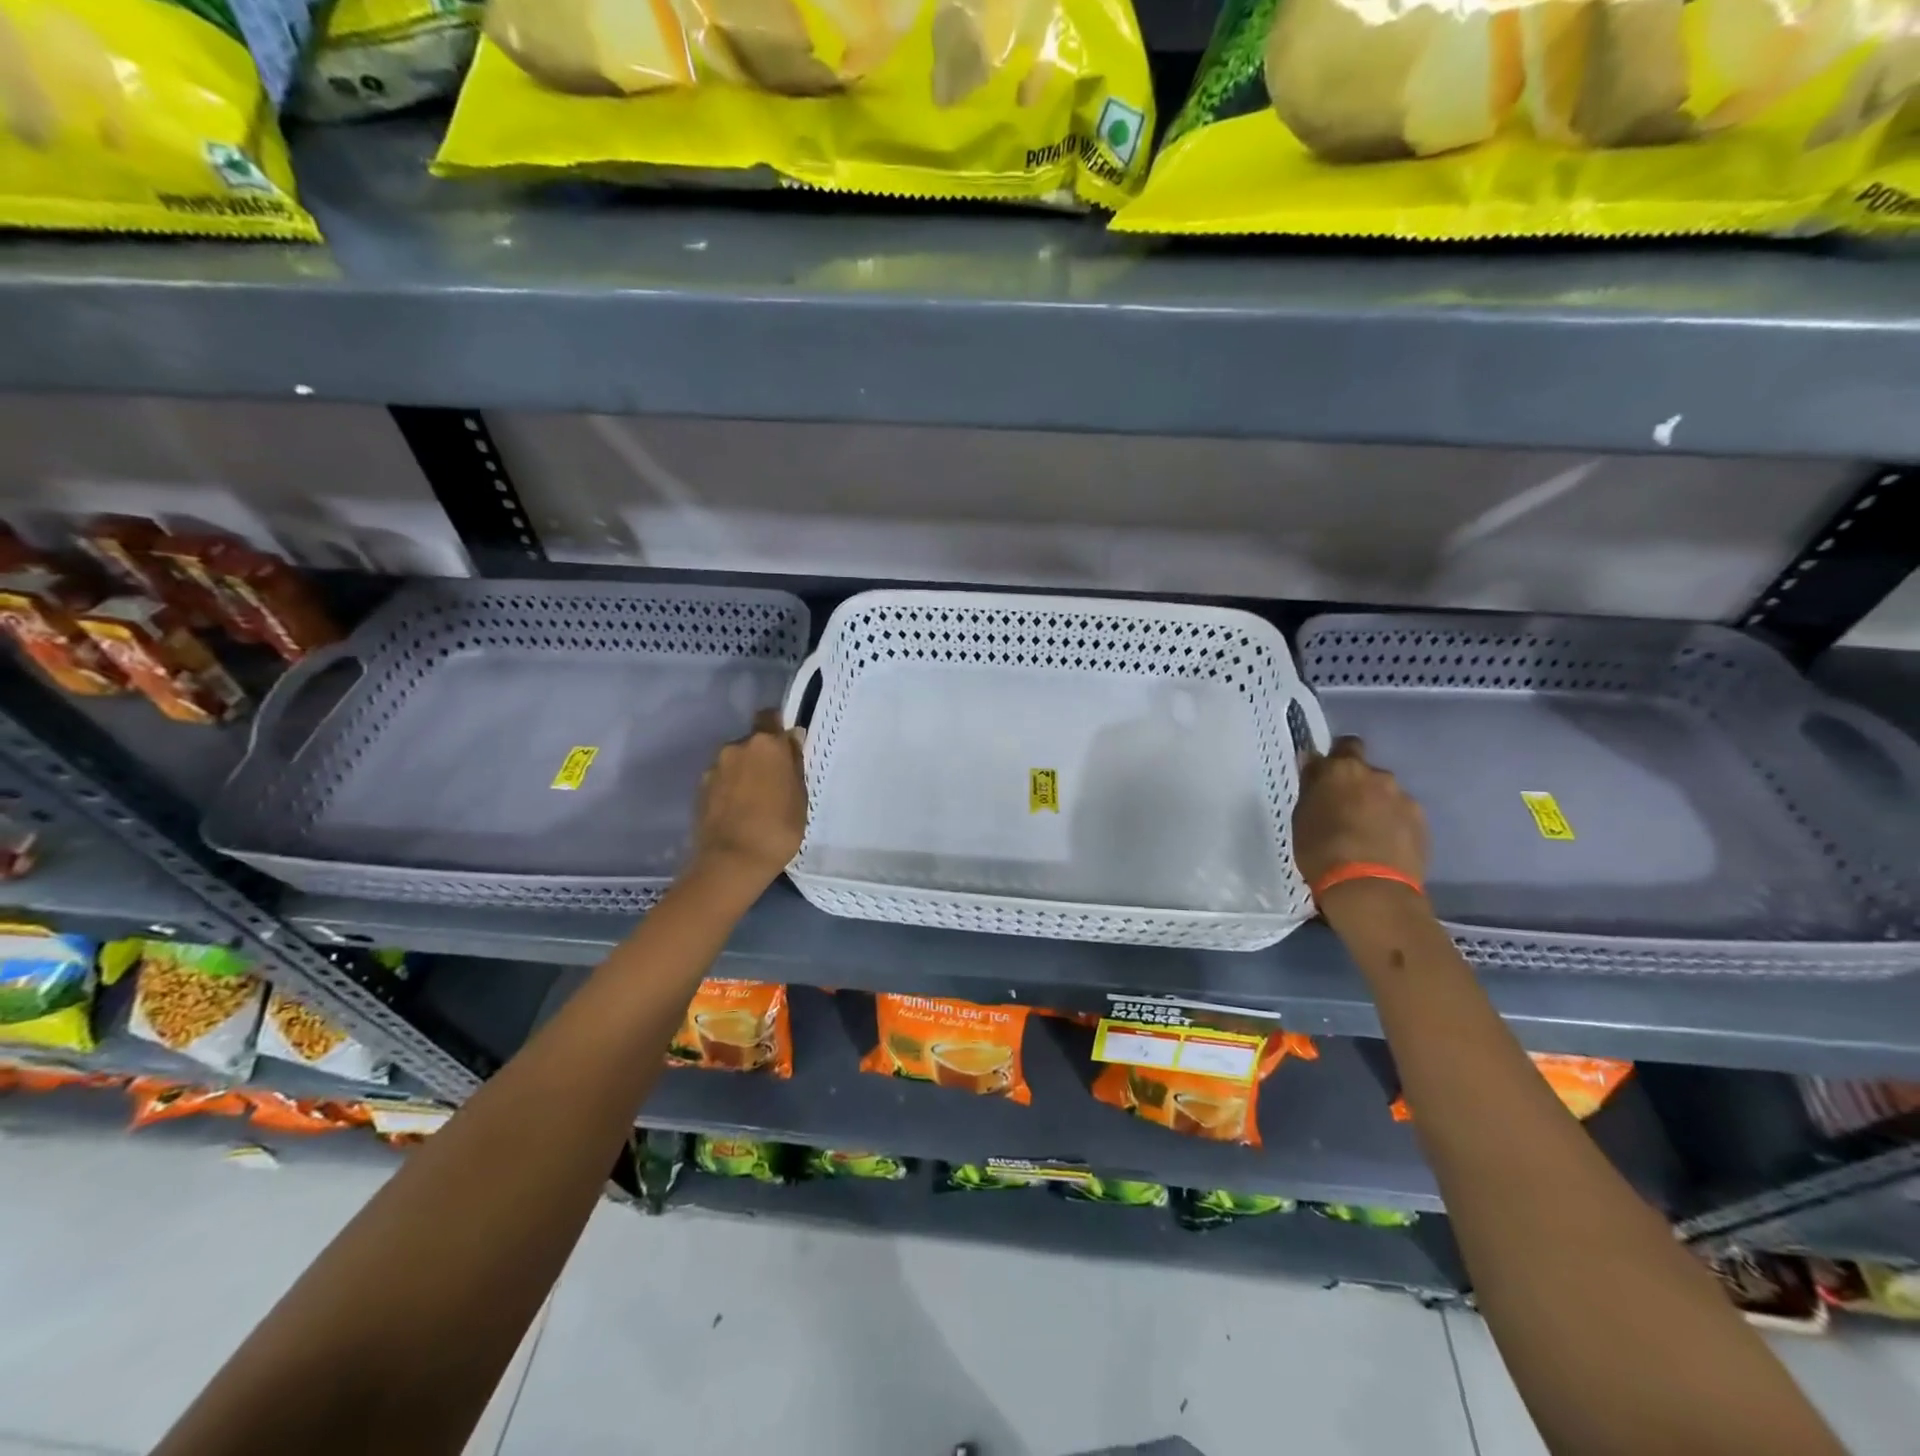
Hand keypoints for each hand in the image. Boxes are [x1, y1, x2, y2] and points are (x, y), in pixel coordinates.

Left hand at [687, 712, 807, 894]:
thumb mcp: (800, 797)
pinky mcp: (700, 789)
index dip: (778, 729)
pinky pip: (721, 780)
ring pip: (735, 762)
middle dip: (762, 756)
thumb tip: (790, 741)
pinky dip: (730, 789)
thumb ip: (794, 764)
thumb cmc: (778, 828)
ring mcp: (714, 768)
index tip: (787, 748)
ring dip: (744, 773)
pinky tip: (738, 812)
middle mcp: (736, 747)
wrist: (731, 861)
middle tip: (774, 783)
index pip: (770, 717)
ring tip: (754, 801)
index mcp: (766, 744)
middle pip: (752, 742)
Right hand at [1293, 736, 1427, 891]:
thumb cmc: (1321, 849)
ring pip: (1386, 794)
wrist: (1369, 888)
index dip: (1336, 758)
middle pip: (1366, 772)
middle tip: (1344, 811)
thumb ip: (1312, 787)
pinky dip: (1393, 824)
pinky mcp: (1421, 822)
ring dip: (1376, 806)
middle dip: (1356, 786)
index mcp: (1342, 769)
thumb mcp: (1302, 815)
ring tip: (1366, 834)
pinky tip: (1384, 846)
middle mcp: (1377, 775)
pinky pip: (1402, 815)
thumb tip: (1313, 764)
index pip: (1344, 745)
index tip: (1327, 777)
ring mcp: (1403, 798)